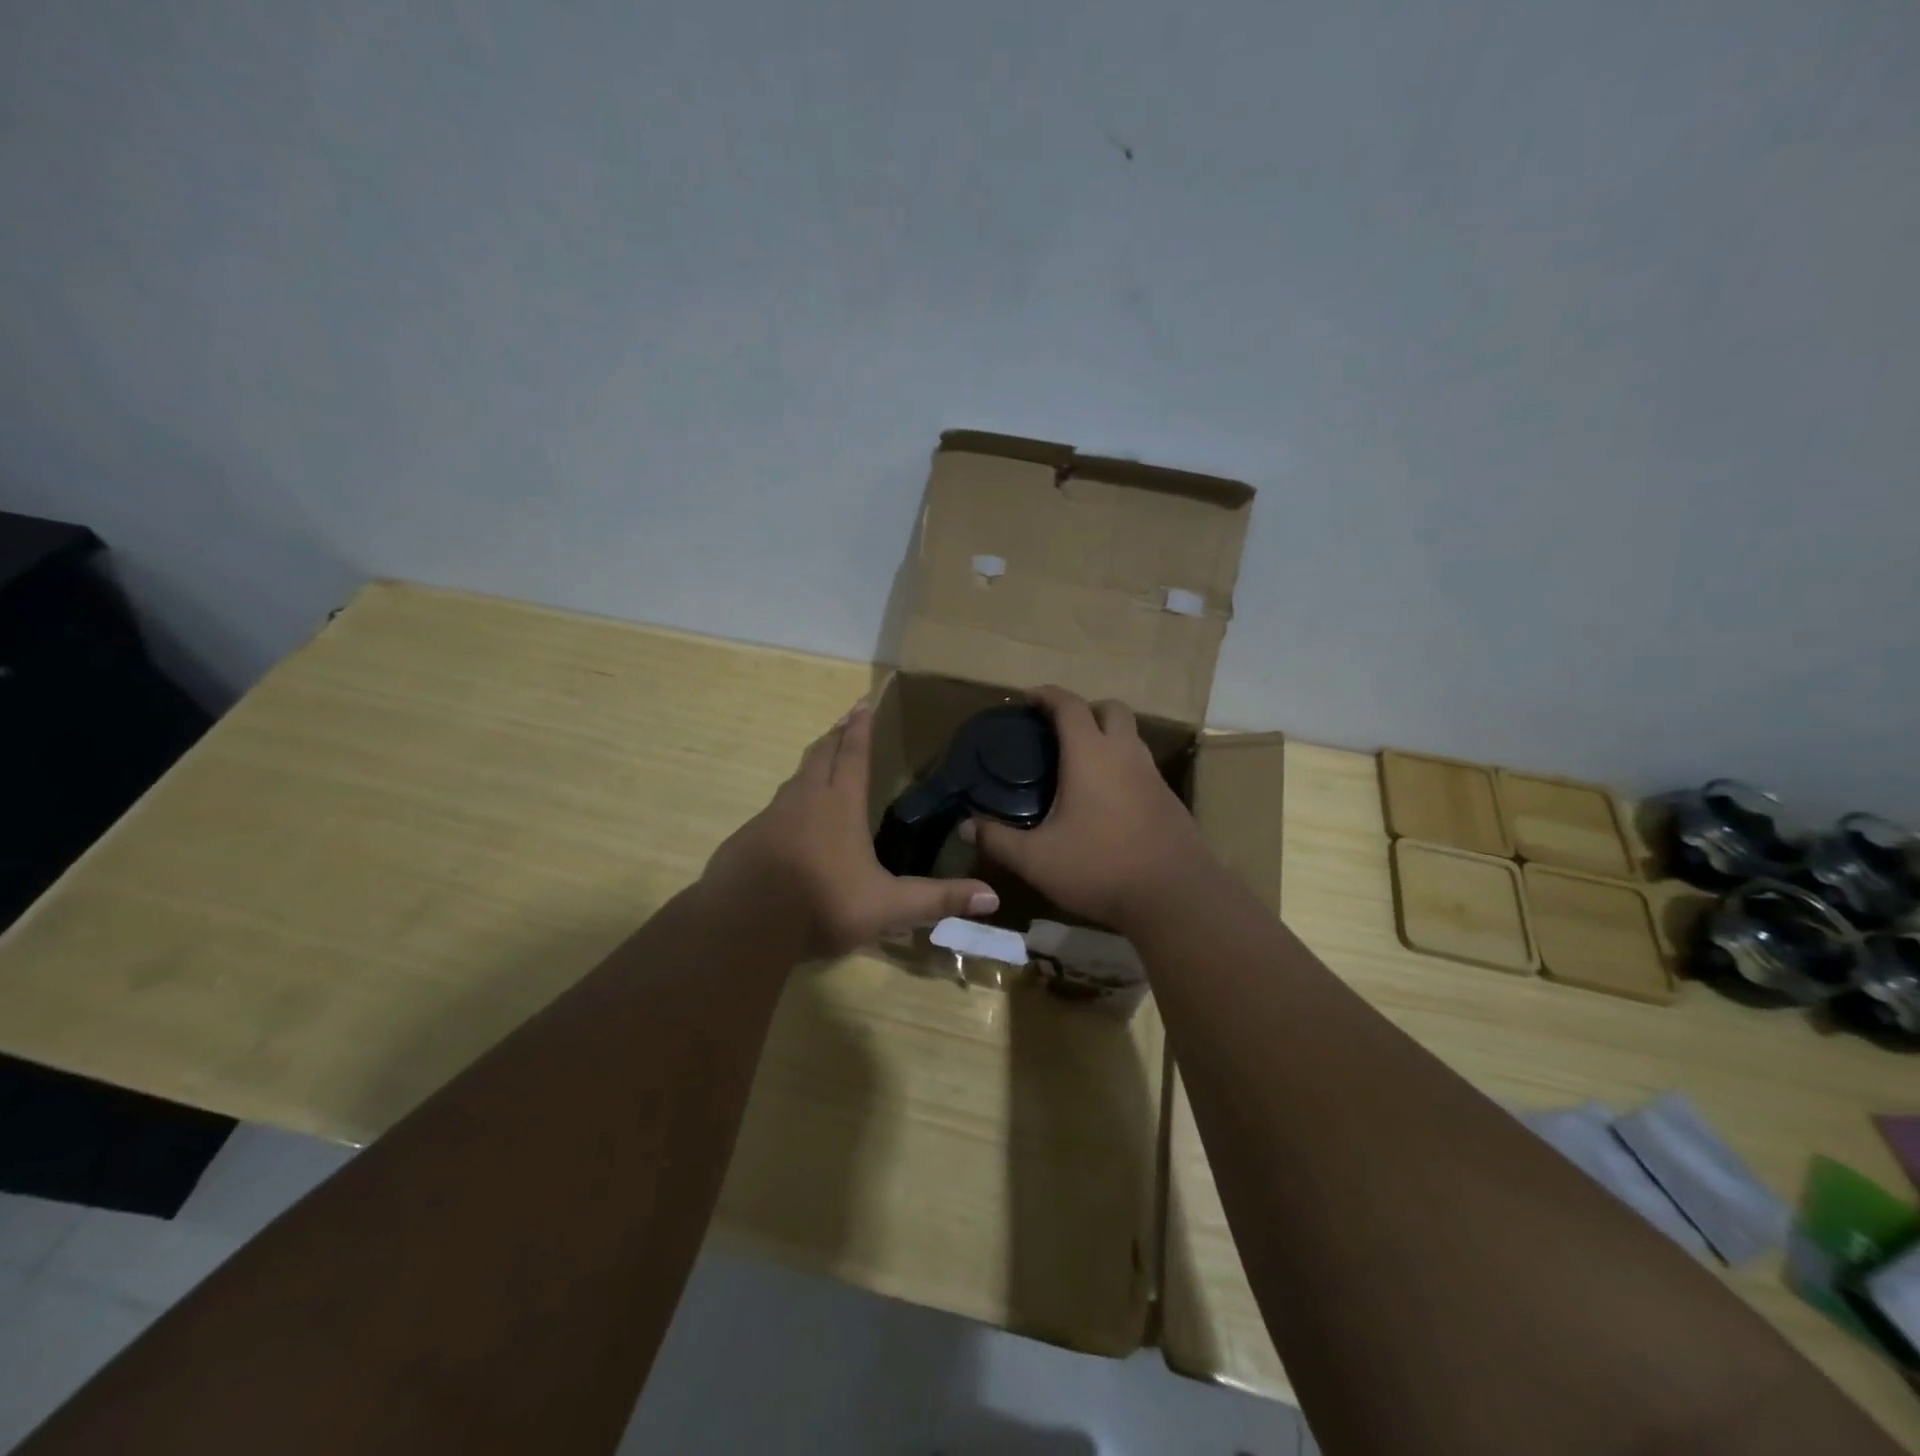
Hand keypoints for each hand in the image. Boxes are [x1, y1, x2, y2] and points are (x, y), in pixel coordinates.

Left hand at [702, 701, 999, 958]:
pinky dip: (789, 805)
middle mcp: (804, 800)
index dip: (859, 728)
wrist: (744, 924)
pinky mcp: (747, 840)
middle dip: (834, 737)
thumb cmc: (822, 904)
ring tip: (820, 766)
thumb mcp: (889, 906)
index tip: (861, 703)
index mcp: (839, 804)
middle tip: (843, 722)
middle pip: (819, 756)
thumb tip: (992, 898)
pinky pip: (774, 811)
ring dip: (811, 766)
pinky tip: (790, 826)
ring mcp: (770, 818)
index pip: (852, 754)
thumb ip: (938, 900)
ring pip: (794, 780)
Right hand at [967, 686, 1213, 930]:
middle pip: (1110, 709)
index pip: (1069, 705)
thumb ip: (998, 840)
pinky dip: (1121, 766)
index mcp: (1091, 755)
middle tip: (1058, 730)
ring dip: (1106, 737)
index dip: (1047, 695)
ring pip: (1130, 737)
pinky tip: (1106, 800)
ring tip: (1079, 765)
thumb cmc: (1100, 867)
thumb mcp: (1037, 859)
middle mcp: (1125, 754)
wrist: (1175, 897)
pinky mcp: (1168, 799)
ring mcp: (1152, 775)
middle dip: (1084, 709)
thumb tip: (965, 827)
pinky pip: (1141, 766)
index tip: (1028, 698)